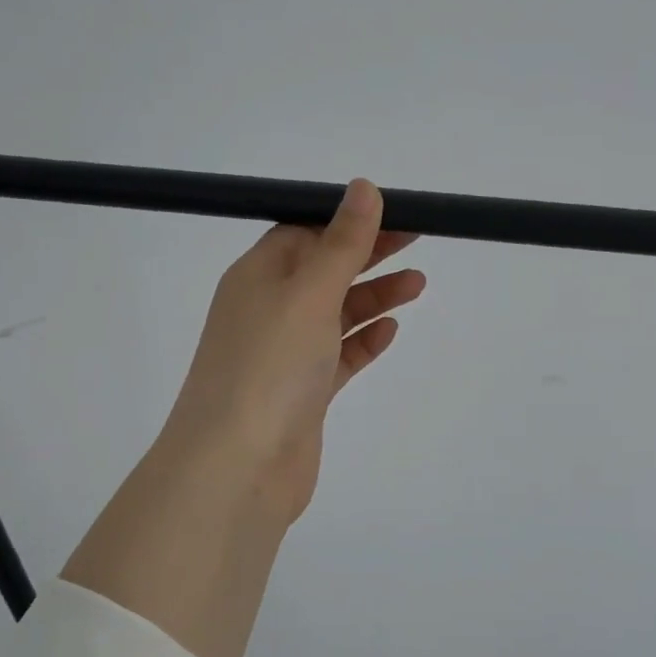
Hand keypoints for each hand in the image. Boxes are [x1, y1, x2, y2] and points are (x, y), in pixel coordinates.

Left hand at [63, 180, 422, 656]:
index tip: (394, 212)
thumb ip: (341, 243)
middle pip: (324, 269)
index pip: (304, 231)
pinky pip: (338, 356)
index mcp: (258, 276)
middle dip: (368, 254)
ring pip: (335, 313)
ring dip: (373, 296)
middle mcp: (267, 310)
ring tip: (418, 284)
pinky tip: (390, 330)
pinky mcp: (302, 393)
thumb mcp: (309, 294)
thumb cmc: (269, 367)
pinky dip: (363, 341)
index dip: (347, 219)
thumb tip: (363, 186)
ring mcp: (284, 354)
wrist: (237, 469)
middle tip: (417, 240)